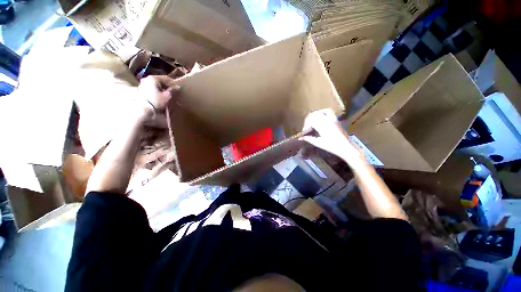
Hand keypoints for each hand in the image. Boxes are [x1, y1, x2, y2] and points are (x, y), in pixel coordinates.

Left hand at [136, 75, 179, 122]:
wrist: (144, 108)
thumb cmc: (156, 101)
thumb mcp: (167, 96)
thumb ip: (172, 90)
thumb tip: (177, 87)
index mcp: (154, 78)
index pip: (166, 78)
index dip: (173, 83)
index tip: (178, 88)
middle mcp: (147, 79)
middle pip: (160, 80)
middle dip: (167, 85)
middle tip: (173, 90)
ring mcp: (143, 84)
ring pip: (155, 84)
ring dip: (162, 87)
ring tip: (167, 93)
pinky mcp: (141, 90)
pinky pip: (152, 87)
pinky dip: (157, 90)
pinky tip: (160, 95)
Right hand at [300, 109, 362, 161]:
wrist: (345, 147)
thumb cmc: (331, 146)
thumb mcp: (318, 143)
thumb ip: (308, 139)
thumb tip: (300, 138)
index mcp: (321, 126)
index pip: (310, 121)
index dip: (305, 126)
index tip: (304, 131)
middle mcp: (326, 120)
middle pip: (314, 115)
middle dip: (308, 120)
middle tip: (307, 127)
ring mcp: (332, 118)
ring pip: (320, 111)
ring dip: (315, 115)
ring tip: (313, 120)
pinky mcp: (336, 119)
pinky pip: (329, 111)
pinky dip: (323, 112)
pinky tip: (321, 117)